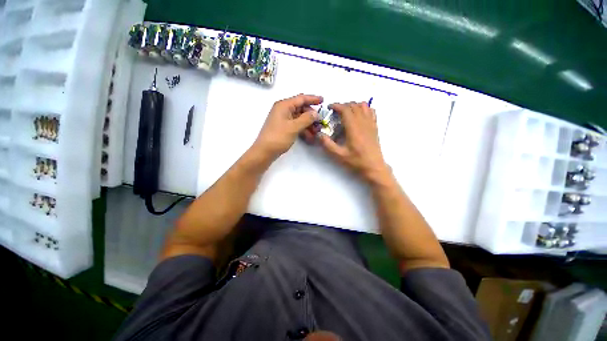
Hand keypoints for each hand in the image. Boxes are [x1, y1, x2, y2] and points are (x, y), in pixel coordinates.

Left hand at [253, 94, 322, 159]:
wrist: (265, 151)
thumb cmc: (278, 137)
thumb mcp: (294, 127)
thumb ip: (306, 119)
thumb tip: (316, 114)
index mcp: (284, 105)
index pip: (301, 98)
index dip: (313, 99)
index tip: (323, 100)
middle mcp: (283, 110)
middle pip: (301, 108)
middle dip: (311, 115)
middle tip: (320, 122)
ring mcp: (283, 119)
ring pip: (299, 117)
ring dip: (308, 123)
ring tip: (316, 131)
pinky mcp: (283, 127)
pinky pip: (295, 124)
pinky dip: (303, 128)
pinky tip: (309, 136)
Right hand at [319, 102, 388, 181]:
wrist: (373, 167)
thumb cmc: (356, 161)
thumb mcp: (338, 155)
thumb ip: (327, 144)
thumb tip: (319, 134)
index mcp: (353, 128)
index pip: (345, 109)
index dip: (336, 105)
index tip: (329, 107)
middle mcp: (363, 122)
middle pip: (353, 105)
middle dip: (343, 105)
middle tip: (335, 112)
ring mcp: (370, 123)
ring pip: (363, 106)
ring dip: (353, 105)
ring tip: (346, 112)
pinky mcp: (375, 127)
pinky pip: (371, 111)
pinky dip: (364, 108)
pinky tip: (359, 116)